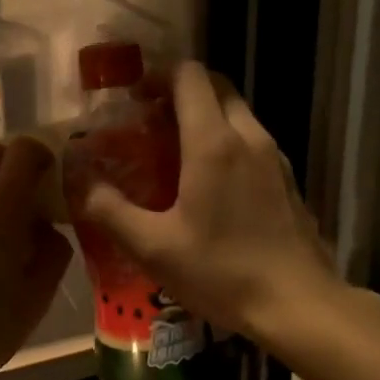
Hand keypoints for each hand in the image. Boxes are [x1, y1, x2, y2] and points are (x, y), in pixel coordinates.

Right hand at [79, 62, 339, 347]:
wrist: (299, 304)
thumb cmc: (222, 272)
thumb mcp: (154, 248)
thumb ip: (111, 211)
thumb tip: (81, 185)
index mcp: (214, 142)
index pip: (189, 76)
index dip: (158, 75)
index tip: (133, 98)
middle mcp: (249, 137)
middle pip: (216, 87)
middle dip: (181, 92)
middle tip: (150, 122)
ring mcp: (275, 157)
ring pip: (237, 114)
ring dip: (205, 118)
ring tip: (174, 153)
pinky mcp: (288, 179)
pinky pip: (252, 142)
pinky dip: (226, 142)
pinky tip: (209, 185)